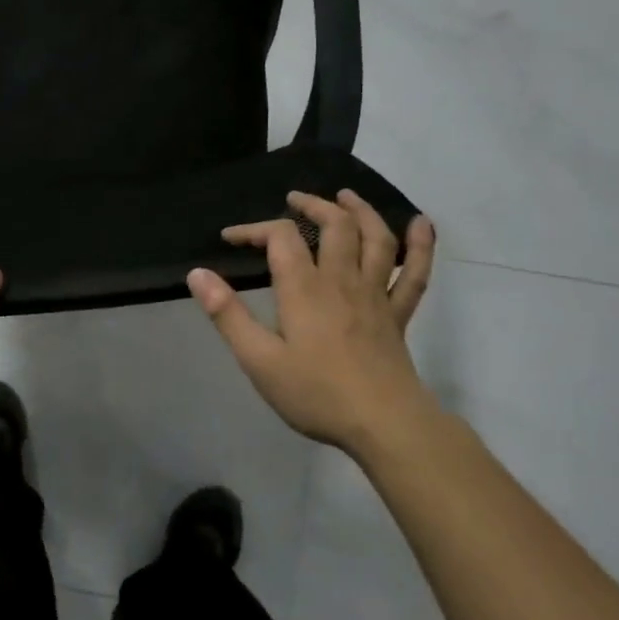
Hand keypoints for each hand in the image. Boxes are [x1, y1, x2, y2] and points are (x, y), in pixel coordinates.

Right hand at [187, 191, 435, 457]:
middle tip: (294, 199)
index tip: (230, 238)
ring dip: (361, 211)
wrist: (383, 423)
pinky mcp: (398, 314)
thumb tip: (197, 274)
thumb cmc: (315, 393)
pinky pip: (415, 273)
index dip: (254, 229)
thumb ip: (227, 315)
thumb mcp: (258, 359)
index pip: (280, 238)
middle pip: (334, 225)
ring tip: (345, 196)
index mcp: (304, 288)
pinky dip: (421, 244)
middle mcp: (342, 280)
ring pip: (375, 238)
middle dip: (312, 205)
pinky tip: (420, 223)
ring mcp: (375, 295)